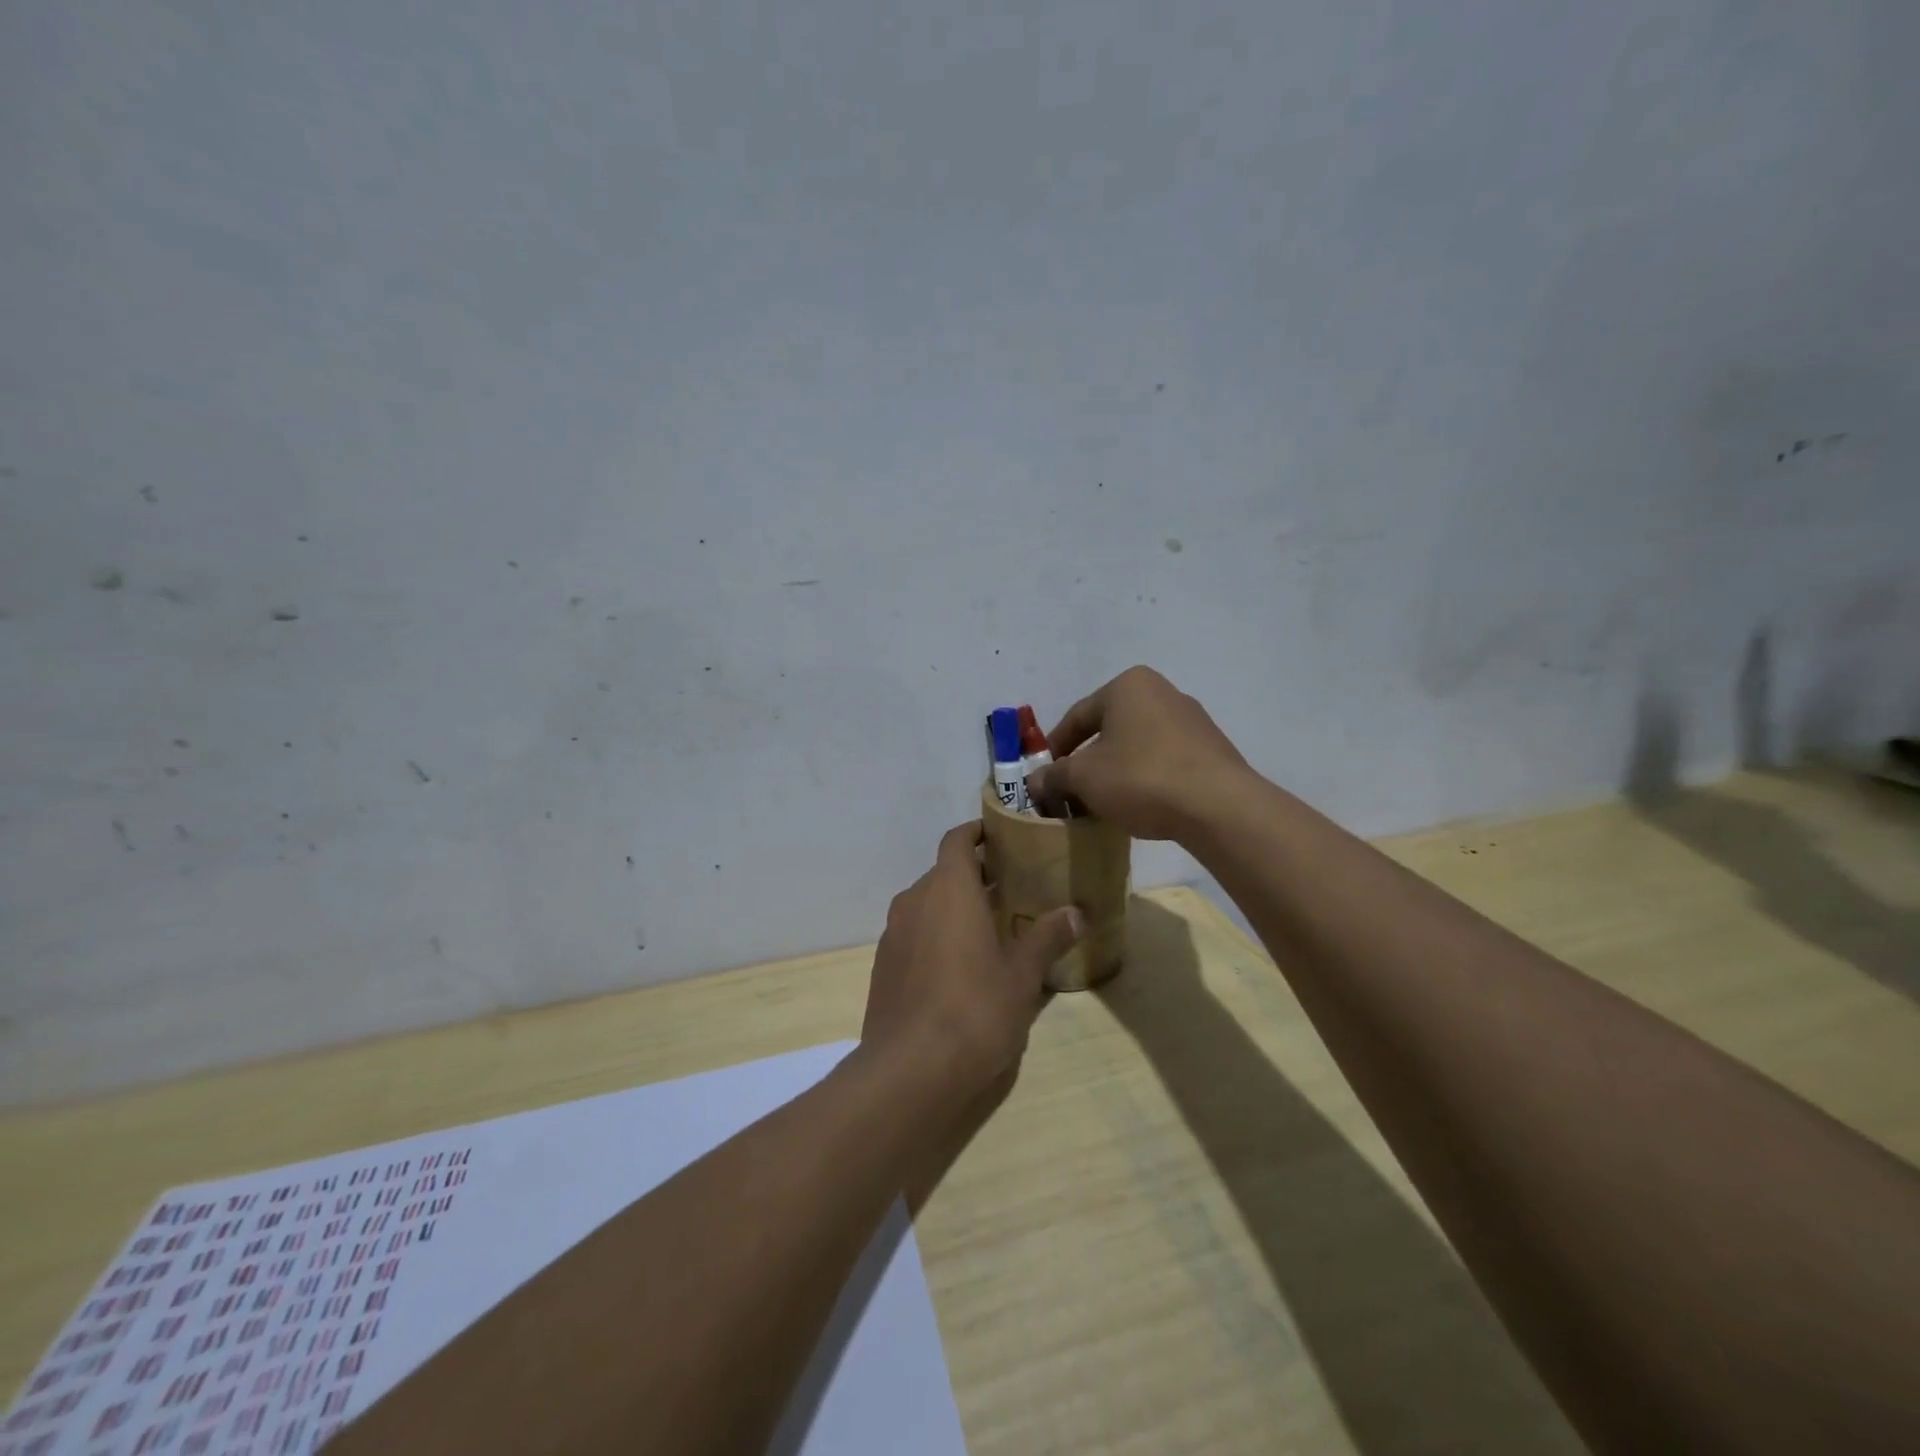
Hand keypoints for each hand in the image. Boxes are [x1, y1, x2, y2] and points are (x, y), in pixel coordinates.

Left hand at [860, 822, 1083, 1102]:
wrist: (909, 1070)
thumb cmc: (975, 1009)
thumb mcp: (1022, 975)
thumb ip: (1046, 937)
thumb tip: (1077, 913)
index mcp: (948, 889)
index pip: (957, 840)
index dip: (977, 832)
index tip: (1002, 836)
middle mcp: (914, 900)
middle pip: (943, 872)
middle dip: (973, 875)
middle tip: (1010, 888)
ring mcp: (893, 933)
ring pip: (926, 904)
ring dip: (953, 907)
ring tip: (988, 927)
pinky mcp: (883, 965)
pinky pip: (913, 933)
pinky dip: (935, 934)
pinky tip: (958, 966)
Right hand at [1028, 666, 1252, 840]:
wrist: (1218, 806)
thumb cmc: (1141, 778)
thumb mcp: (1084, 778)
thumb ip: (1053, 776)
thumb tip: (1035, 782)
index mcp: (1128, 686)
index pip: (1077, 716)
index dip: (1054, 749)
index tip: (1044, 777)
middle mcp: (1161, 692)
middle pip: (1108, 730)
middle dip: (1086, 762)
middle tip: (1071, 792)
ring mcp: (1192, 720)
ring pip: (1136, 746)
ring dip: (1115, 772)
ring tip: (1103, 803)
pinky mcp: (1211, 749)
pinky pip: (1164, 760)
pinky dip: (1144, 778)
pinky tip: (1139, 805)